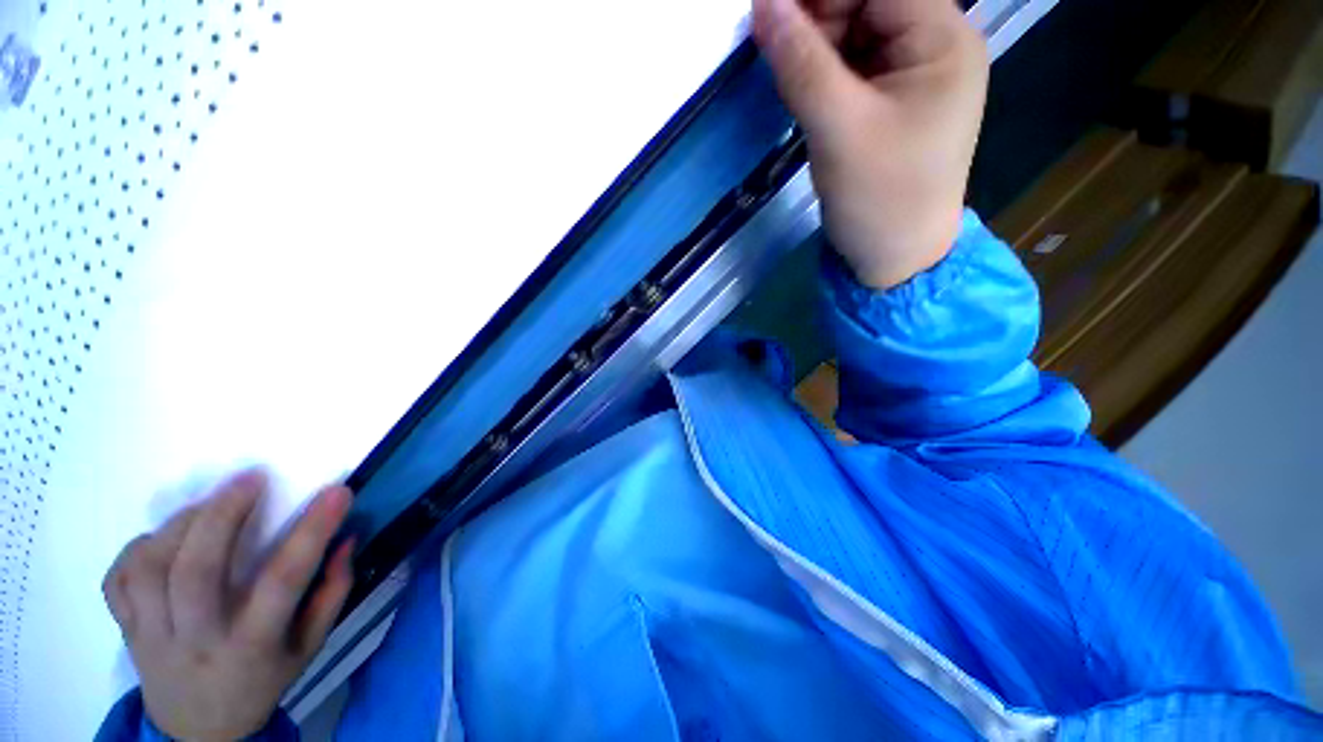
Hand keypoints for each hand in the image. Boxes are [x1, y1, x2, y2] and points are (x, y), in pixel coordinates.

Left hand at [103, 470, 354, 740]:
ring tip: (210, 503)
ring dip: (181, 525)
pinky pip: (118, 580)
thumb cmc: (262, 682)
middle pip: (195, 570)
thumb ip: (331, 594)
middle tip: (252, 478)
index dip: (311, 532)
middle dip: (223, 514)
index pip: (282, 582)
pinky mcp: (125, 630)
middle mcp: (197, 640)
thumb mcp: (309, 648)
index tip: (337, 493)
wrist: (198, 731)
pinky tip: (164, 538)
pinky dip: (137, 549)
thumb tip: (345, 540)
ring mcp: (152, 636)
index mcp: (251, 647)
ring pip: (150, 568)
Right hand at [752, 0, 987, 288]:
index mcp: (942, 40)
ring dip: (814, 47)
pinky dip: (820, 72)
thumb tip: (763, 4)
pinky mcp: (888, 102)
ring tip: (785, 75)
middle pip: (868, 3)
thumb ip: (802, 64)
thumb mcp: (839, 129)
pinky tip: (800, 90)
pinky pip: (850, 67)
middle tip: (773, 44)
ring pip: (854, 33)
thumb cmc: (880, 198)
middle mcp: (933, 45)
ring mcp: (910, 75)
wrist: (894, 257)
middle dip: (817, 16)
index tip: (772, 8)